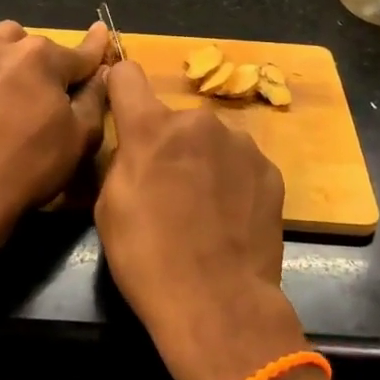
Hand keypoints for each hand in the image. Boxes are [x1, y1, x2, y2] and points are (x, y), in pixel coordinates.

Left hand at [0, 20, 110, 254]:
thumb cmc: (29, 167)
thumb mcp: (80, 138)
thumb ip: (95, 97)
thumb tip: (102, 71)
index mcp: (44, 57)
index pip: (81, 52)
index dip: (96, 48)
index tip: (102, 32)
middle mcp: (6, 46)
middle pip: (37, 45)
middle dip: (47, 64)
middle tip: (46, 95)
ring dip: (11, 55)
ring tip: (10, 84)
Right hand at [97, 62, 308, 379]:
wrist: (218, 304)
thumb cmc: (148, 257)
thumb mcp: (109, 206)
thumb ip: (121, 157)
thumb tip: (134, 143)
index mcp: (153, 128)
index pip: (128, 75)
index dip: (119, 85)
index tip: (119, 102)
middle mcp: (199, 122)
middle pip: (174, 118)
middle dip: (168, 142)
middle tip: (166, 186)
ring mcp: (241, 144)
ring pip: (210, 140)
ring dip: (203, 159)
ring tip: (203, 207)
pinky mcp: (270, 170)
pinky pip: (239, 163)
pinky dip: (232, 180)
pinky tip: (229, 217)